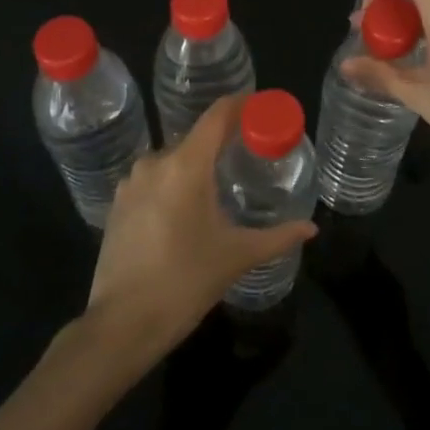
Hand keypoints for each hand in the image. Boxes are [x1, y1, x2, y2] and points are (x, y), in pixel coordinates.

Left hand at [86, 94, 316, 362]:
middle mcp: (155, 163)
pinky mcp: (118, 204)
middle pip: (196, 138)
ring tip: (221, 184)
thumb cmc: (185, 282)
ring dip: (196, 165)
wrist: (122, 324)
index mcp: (186, 166)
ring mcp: (131, 183)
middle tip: (250, 153)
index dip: (240, 105)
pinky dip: (173, 184)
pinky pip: (153, 180)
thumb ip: (278, 237)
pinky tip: (186, 209)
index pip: (217, 116)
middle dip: (223, 142)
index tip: (261, 107)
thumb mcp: (237, 256)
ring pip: (172, 160)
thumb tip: (311, 228)